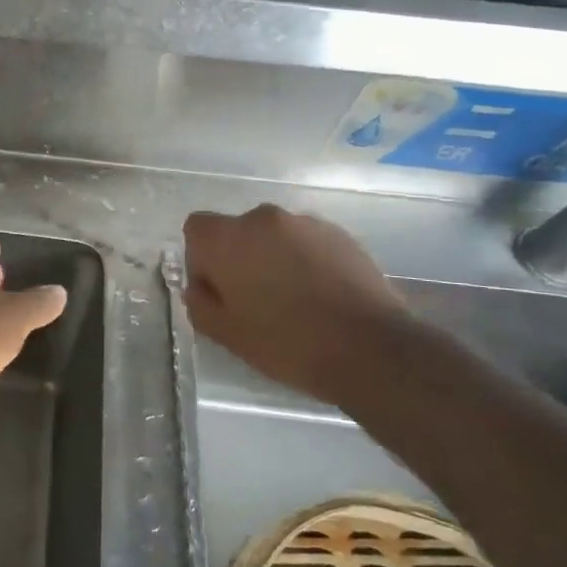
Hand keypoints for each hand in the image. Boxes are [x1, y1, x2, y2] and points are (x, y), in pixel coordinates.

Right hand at [183, 205, 414, 403]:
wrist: (370, 348)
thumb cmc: (286, 342)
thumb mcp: (225, 333)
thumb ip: (199, 302)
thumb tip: (200, 287)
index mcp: (227, 238)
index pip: (196, 229)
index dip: (201, 259)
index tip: (218, 291)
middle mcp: (263, 218)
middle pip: (237, 231)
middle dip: (240, 258)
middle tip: (254, 300)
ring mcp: (306, 223)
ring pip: (274, 237)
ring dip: (274, 259)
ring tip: (293, 300)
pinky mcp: (341, 235)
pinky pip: (307, 244)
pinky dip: (305, 262)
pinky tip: (321, 297)